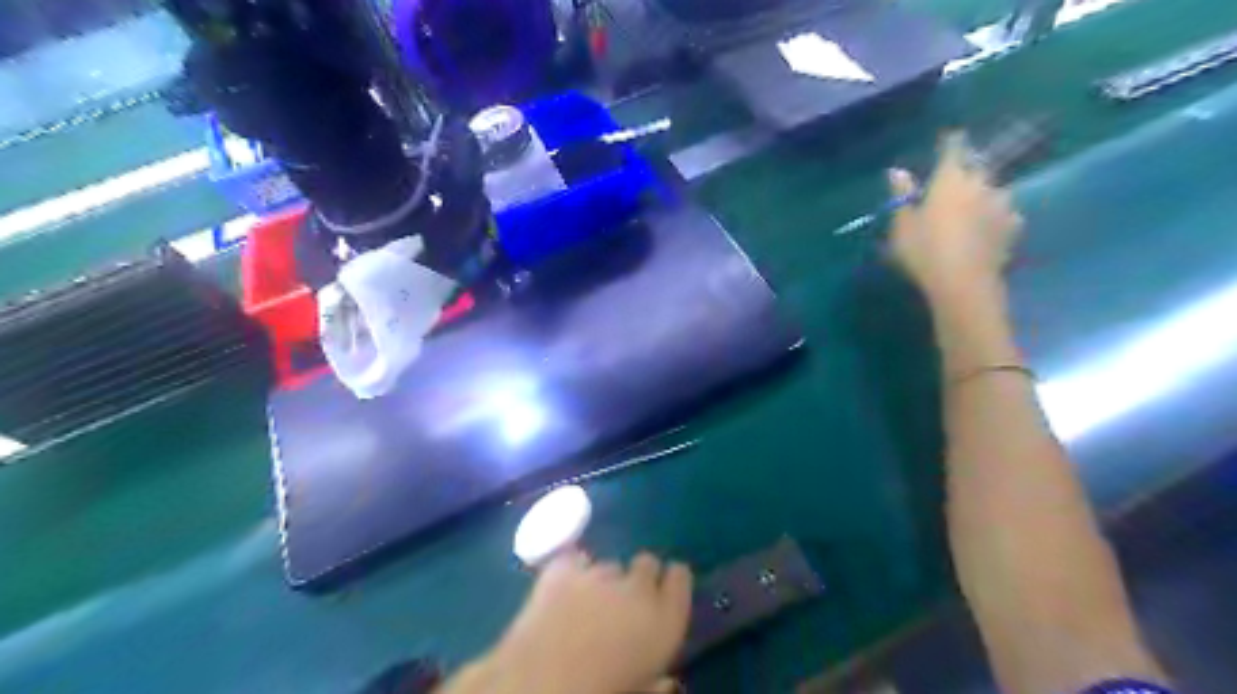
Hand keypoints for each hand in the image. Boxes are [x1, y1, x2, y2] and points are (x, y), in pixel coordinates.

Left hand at [486, 553, 693, 693]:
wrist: (539, 685)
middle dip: (639, 578)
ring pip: (610, 565)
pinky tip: (564, 589)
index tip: (665, 594)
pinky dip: (572, 572)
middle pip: (647, 563)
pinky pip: (575, 560)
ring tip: (588, 605)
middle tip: (624, 604)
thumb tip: (668, 682)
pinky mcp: (563, 569)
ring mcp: (597, 574)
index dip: (672, 583)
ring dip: (604, 581)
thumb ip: (657, 683)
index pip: (680, 578)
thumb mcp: (640, 692)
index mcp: (664, 621)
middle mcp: (636, 588)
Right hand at [890, 132, 1024, 306]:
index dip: (952, 142)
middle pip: (978, 166)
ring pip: (994, 190)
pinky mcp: (1013, 227)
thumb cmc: (924, 250)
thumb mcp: (903, 225)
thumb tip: (897, 171)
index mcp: (950, 179)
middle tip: (958, 178)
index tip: (952, 136)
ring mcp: (1001, 205)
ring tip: (976, 205)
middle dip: (969, 168)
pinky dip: (997, 216)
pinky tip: (990, 227)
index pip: (954, 149)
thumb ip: (902, 195)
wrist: (963, 281)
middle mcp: (980, 184)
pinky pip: (1005, 214)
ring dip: (985, 193)